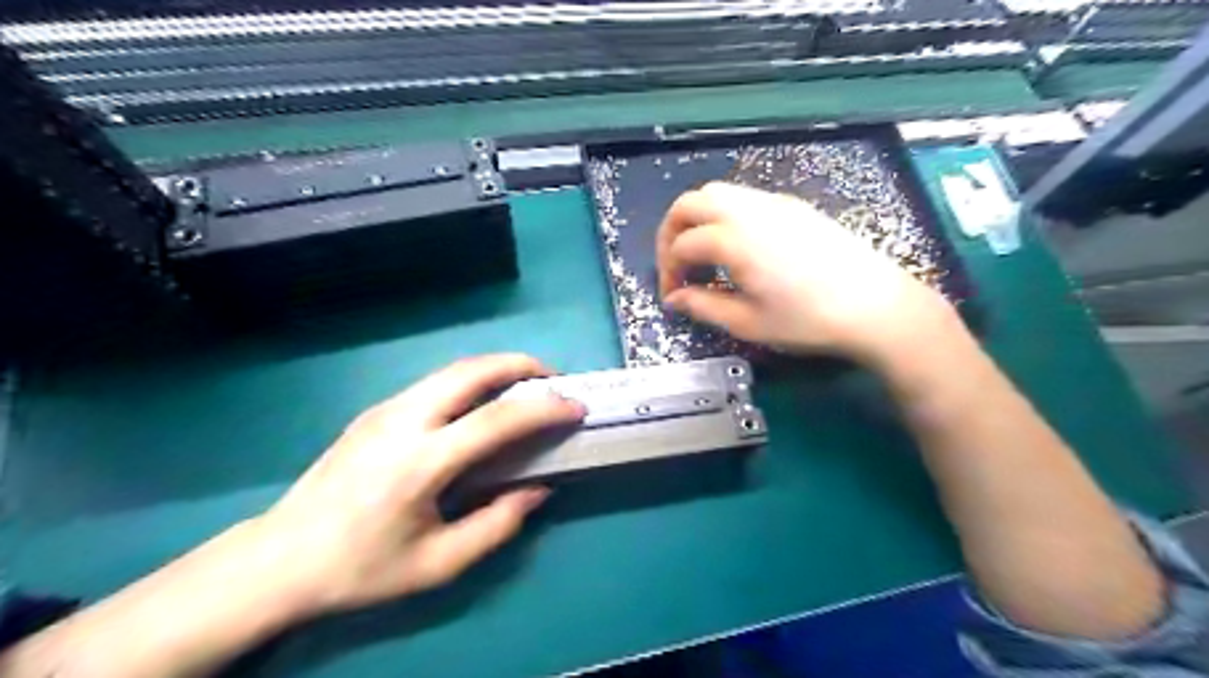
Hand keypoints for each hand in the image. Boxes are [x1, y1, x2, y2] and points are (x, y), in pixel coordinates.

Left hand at [248, 358, 585, 615]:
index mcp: (421, 462)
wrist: (279, 559)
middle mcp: (403, 421)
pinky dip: (472, 381)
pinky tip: (482, 405)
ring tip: (525, 387)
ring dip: (496, 369)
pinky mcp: (375, 411)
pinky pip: (435, 383)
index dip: (545, 409)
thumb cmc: (362, 568)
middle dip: (521, 364)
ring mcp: (385, 409)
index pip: (497, 419)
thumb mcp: (439, 564)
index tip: (577, 408)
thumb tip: (539, 489)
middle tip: (553, 380)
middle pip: (472, 370)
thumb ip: (497, 524)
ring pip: (453, 370)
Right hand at [657, 182, 959, 366]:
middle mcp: (749, 210)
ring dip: (697, 219)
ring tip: (703, 255)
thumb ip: (703, 306)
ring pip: (717, 193)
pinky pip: (744, 198)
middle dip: (671, 231)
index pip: (682, 245)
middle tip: (675, 264)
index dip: (668, 271)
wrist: (875, 306)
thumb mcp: (748, 323)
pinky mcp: (794, 206)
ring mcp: (774, 203)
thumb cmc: (808, 320)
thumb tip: (675, 299)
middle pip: (690, 202)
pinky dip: (724, 215)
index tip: (673, 296)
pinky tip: (736, 246)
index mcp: (734, 240)